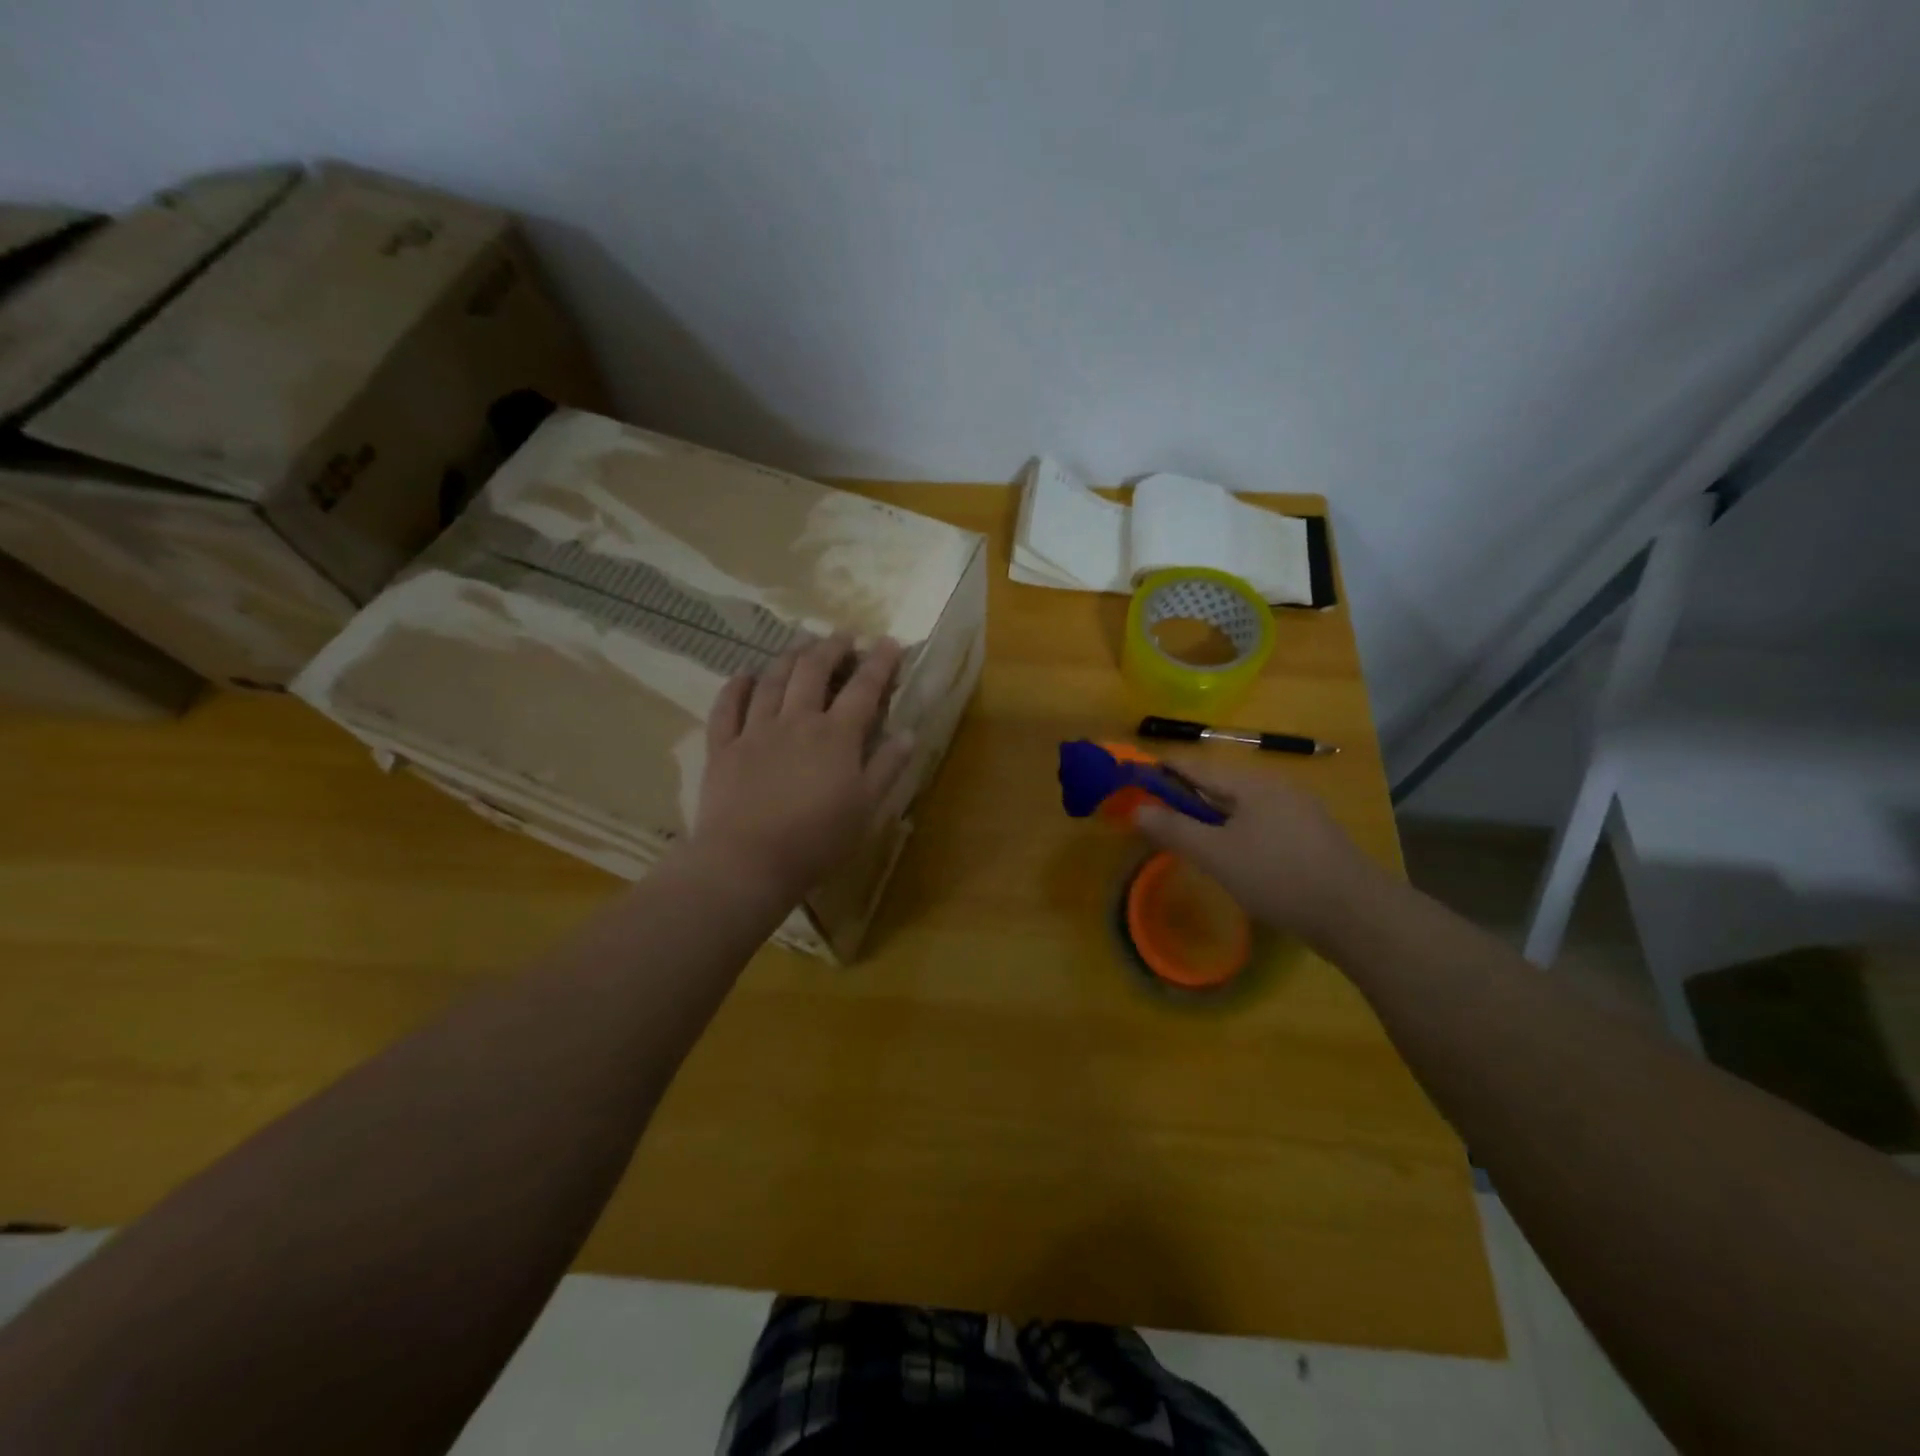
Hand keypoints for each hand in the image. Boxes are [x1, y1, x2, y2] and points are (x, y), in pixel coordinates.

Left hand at [689, 633, 914, 903]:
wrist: (748, 861)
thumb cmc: (817, 840)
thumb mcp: (866, 809)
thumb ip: (887, 767)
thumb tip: (908, 732)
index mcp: (836, 736)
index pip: (863, 688)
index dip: (879, 663)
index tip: (890, 643)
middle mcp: (796, 721)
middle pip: (814, 672)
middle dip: (831, 648)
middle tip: (843, 636)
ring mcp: (755, 731)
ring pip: (772, 681)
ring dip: (789, 658)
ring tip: (801, 646)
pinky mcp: (723, 748)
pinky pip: (727, 707)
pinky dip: (736, 687)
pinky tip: (744, 675)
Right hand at [1132, 757, 1381, 946]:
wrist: (1356, 915)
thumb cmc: (1277, 876)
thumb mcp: (1216, 854)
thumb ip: (1173, 829)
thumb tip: (1135, 808)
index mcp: (1252, 783)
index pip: (1196, 766)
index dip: (1163, 770)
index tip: (1134, 777)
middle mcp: (1277, 787)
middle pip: (1220, 784)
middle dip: (1186, 796)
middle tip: (1156, 814)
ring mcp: (1300, 811)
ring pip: (1242, 806)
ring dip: (1211, 816)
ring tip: (1189, 836)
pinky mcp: (1313, 837)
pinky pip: (1262, 824)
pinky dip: (1237, 831)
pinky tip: (1233, 855)